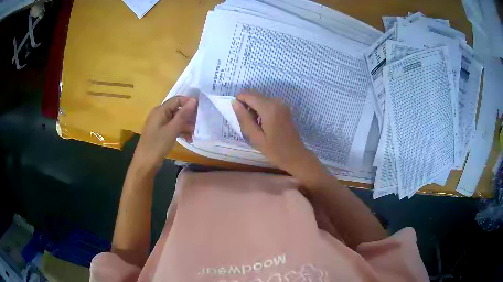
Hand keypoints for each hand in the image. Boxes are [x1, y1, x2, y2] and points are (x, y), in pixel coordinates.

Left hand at [132, 96, 196, 172]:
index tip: (201, 109)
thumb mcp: (172, 129)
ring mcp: (159, 124)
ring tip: (195, 134)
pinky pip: (173, 127)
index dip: (189, 102)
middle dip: (189, 116)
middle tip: (200, 124)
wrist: (145, 163)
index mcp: (160, 110)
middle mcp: (159, 114)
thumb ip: (183, 114)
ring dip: (186, 125)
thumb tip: (194, 100)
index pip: (177, 99)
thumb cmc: (157, 145)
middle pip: (177, 109)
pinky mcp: (160, 133)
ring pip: (176, 120)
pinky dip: (180, 131)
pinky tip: (188, 139)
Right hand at [232, 92, 324, 179]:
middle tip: (249, 125)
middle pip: (254, 95)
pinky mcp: (284, 108)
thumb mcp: (255, 137)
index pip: (247, 95)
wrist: (295, 156)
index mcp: (269, 108)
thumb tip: (234, 103)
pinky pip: (267, 103)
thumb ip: (244, 118)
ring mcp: (281, 104)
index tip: (240, 118)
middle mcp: (276, 101)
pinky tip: (264, 125)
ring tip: (257, 127)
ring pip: (260, 99)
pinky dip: (261, 111)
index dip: (239, 102)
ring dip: (254, 109)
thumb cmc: (274, 150)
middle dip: (247, 107)